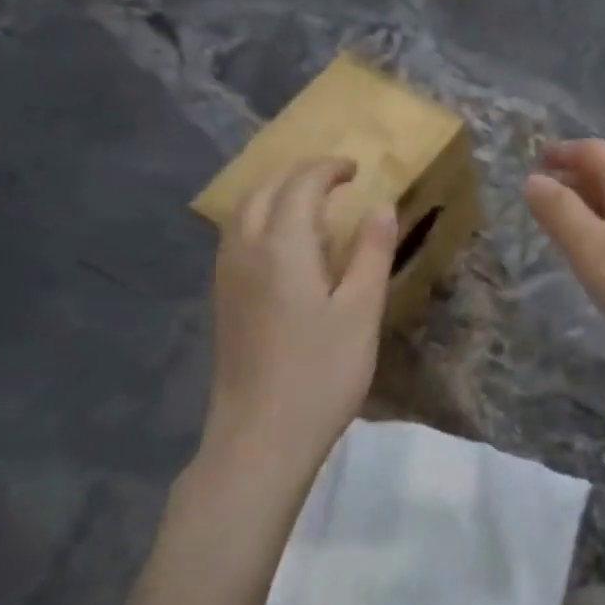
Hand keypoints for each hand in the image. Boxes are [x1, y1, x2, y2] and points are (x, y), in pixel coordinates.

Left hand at [200, 157, 395, 477]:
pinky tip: (282, 242)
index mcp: (282, 246)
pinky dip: (260, 218)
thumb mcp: (361, 311)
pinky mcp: (223, 300)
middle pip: (263, 190)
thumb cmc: (322, 373)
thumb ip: (372, 253)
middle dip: (298, 174)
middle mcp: (246, 250)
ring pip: (243, 212)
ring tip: (308, 200)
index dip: (327, 169)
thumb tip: (381, 205)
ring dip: (275, 192)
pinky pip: (236, 236)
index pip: (301, 185)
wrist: (261, 435)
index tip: (355, 168)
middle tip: (334, 177)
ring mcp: (227, 276)